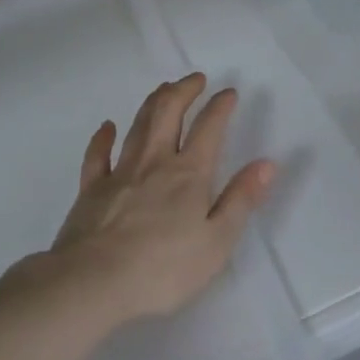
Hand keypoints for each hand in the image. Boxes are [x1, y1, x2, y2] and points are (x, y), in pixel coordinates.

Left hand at [51, 73, 276, 322]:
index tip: (229, 92)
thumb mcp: (216, 243)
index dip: (220, 106)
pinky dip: (103, 137)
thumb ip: (241, 200)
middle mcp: (155, 161)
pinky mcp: (92, 188)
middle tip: (195, 78)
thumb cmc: (163, 268)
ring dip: (153, 102)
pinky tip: (107, 126)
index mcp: (189, 174)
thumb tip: (267, 163)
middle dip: (184, 90)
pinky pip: (98, 154)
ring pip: (138, 125)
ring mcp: (121, 171)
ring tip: (164, 88)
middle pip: (169, 112)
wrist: (94, 281)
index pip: (209, 128)